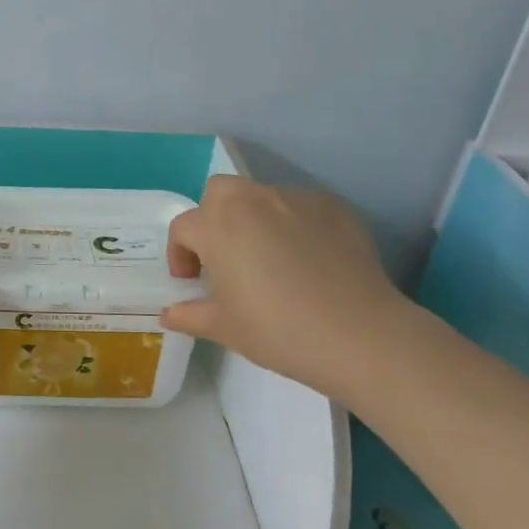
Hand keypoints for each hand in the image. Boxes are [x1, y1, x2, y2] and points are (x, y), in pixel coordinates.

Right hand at [160, 175, 419, 397]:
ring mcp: (297, 199)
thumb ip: (189, 315)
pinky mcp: (334, 208)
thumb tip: (169, 313)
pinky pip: (301, 209)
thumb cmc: (277, 330)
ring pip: (262, 198)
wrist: (359, 335)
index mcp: (218, 225)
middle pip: (220, 193)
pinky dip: (295, 226)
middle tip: (225, 257)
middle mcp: (253, 201)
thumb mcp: (224, 328)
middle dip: (214, 218)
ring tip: (272, 261)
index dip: (180, 254)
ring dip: (255, 222)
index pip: (184, 227)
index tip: (192, 282)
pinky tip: (309, 262)